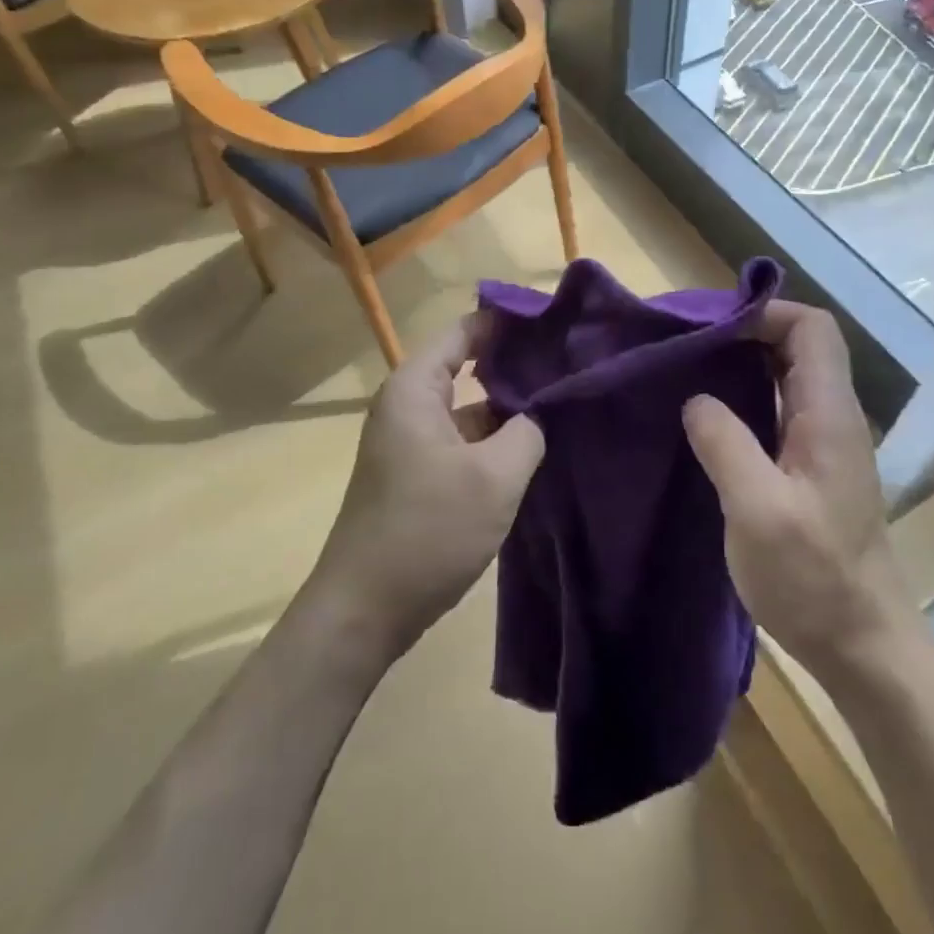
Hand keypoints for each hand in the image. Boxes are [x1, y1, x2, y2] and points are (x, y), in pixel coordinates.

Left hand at [305, 315, 544, 663]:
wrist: (364, 611)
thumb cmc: (427, 531)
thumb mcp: (494, 478)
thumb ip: (528, 431)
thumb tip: (543, 410)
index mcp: (415, 388)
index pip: (466, 330)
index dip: (509, 321)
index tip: (555, 321)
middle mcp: (409, 405)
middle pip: (467, 365)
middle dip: (515, 363)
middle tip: (569, 361)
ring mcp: (412, 441)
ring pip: (468, 406)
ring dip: (508, 404)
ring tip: (561, 399)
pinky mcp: (419, 473)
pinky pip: (462, 438)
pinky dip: (494, 437)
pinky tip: (534, 445)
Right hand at [683, 301, 910, 679]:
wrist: (863, 645)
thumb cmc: (813, 578)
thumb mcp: (757, 510)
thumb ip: (725, 443)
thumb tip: (696, 398)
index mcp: (828, 414)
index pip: (811, 328)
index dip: (765, 313)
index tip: (710, 327)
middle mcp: (833, 417)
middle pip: (799, 345)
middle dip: (745, 332)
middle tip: (688, 344)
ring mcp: (824, 443)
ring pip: (786, 376)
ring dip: (741, 364)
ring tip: (688, 371)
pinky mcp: (811, 467)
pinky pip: (777, 408)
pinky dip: (744, 396)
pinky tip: (708, 417)